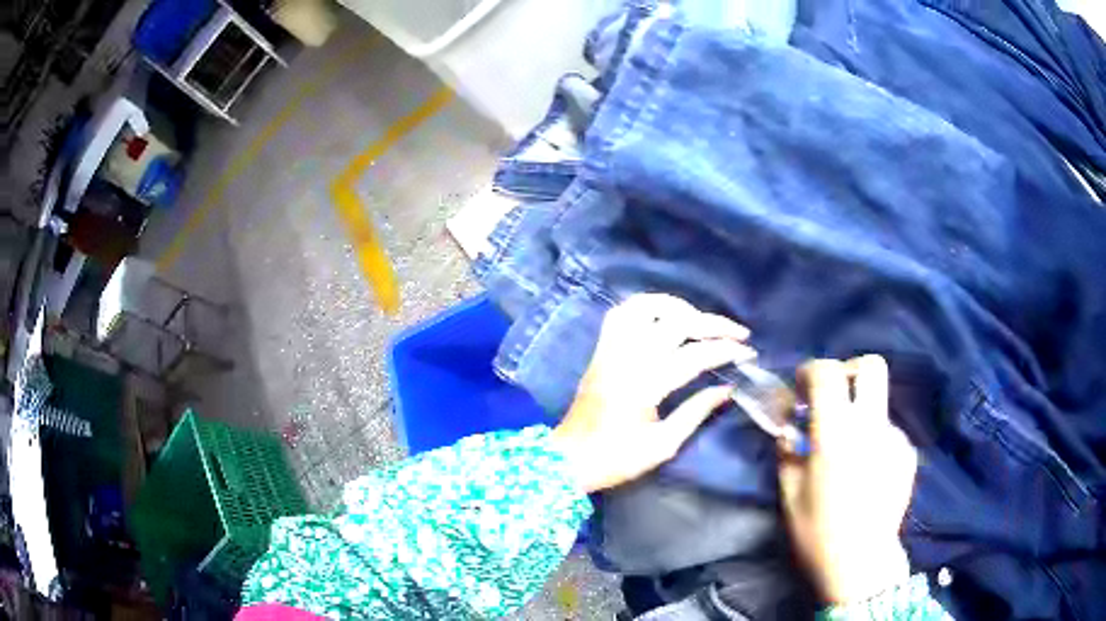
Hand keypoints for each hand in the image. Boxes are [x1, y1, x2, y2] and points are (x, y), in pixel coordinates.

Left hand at [550, 294, 754, 492]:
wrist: (568, 459)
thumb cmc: (617, 458)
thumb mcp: (663, 446)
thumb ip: (696, 412)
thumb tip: (728, 388)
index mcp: (644, 386)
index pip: (694, 356)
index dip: (725, 350)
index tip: (749, 352)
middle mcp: (627, 358)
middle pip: (675, 323)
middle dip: (712, 323)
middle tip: (737, 332)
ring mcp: (610, 349)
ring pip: (644, 307)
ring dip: (678, 306)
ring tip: (702, 320)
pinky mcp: (600, 350)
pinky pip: (621, 314)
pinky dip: (646, 307)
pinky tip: (665, 317)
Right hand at [779, 355, 917, 604]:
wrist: (862, 563)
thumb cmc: (817, 533)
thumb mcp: (790, 494)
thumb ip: (788, 451)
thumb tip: (789, 425)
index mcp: (837, 434)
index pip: (829, 373)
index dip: (811, 371)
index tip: (801, 389)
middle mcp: (872, 426)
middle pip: (871, 367)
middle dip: (848, 372)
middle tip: (832, 400)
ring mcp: (895, 438)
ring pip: (877, 405)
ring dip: (859, 416)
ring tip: (848, 455)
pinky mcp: (908, 454)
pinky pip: (886, 432)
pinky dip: (872, 441)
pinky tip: (865, 473)